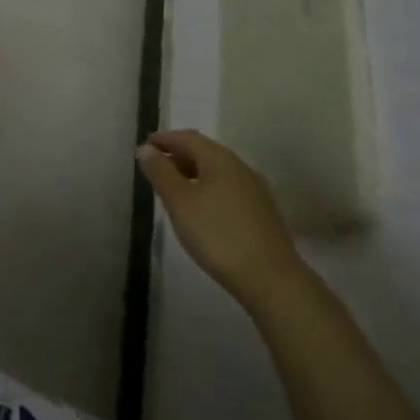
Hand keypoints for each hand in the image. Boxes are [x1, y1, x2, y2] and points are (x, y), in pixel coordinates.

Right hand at [137, 130, 304, 307]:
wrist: (273, 281)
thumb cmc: (219, 236)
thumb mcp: (180, 202)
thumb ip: (160, 172)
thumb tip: (147, 149)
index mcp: (219, 158)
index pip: (187, 137)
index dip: (164, 140)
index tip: (146, 149)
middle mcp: (240, 167)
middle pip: (204, 152)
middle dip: (179, 156)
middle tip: (157, 168)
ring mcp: (256, 191)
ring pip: (218, 172)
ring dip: (195, 174)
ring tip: (177, 190)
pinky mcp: (264, 214)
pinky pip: (230, 189)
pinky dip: (211, 190)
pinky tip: (204, 210)